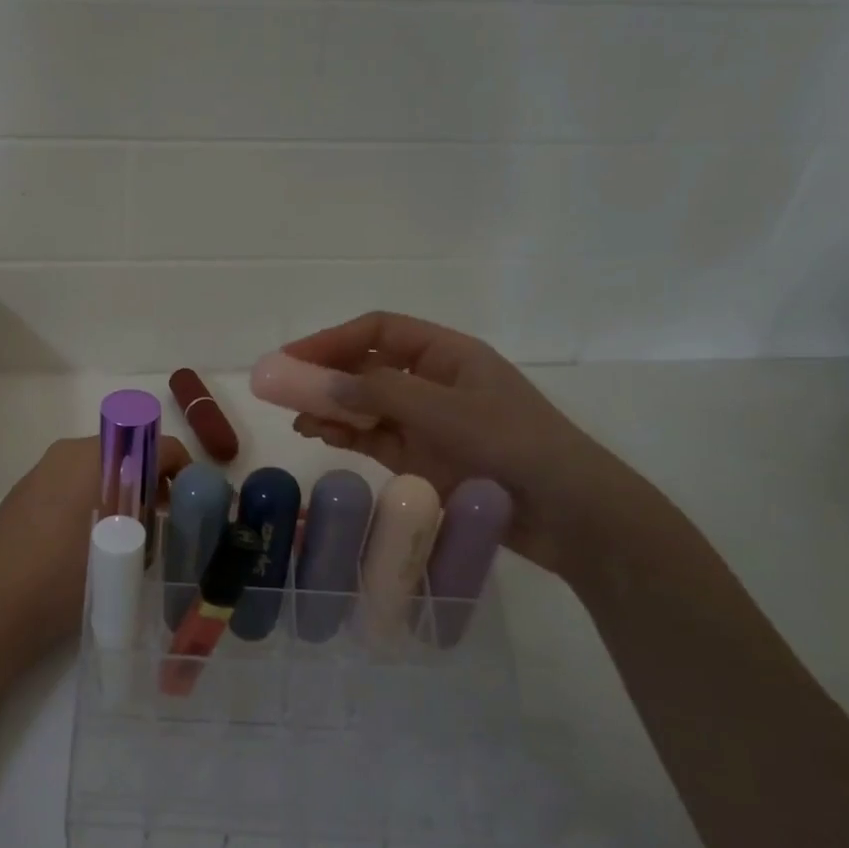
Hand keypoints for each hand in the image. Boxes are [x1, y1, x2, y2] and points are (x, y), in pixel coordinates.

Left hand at [0, 434, 190, 670]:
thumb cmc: (66, 578)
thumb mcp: (126, 552)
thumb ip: (152, 521)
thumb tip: (160, 510)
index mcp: (96, 458)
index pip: (156, 445)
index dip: (180, 468)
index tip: (188, 498)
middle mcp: (68, 452)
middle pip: (125, 451)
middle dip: (149, 478)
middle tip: (160, 516)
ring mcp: (41, 470)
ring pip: (96, 466)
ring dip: (119, 487)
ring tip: (125, 531)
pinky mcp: (23, 491)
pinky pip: (70, 481)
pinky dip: (89, 496)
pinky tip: (86, 537)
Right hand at [280, 312, 642, 579]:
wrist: (570, 515)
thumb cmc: (514, 447)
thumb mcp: (444, 413)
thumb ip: (377, 395)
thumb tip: (314, 382)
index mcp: (447, 355)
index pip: (377, 332)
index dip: (331, 341)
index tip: (290, 360)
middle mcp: (432, 383)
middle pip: (365, 367)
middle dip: (323, 375)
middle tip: (278, 390)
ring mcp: (427, 423)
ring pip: (365, 405)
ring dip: (330, 407)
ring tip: (296, 419)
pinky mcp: (422, 459)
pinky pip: (374, 438)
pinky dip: (346, 435)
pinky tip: (320, 436)